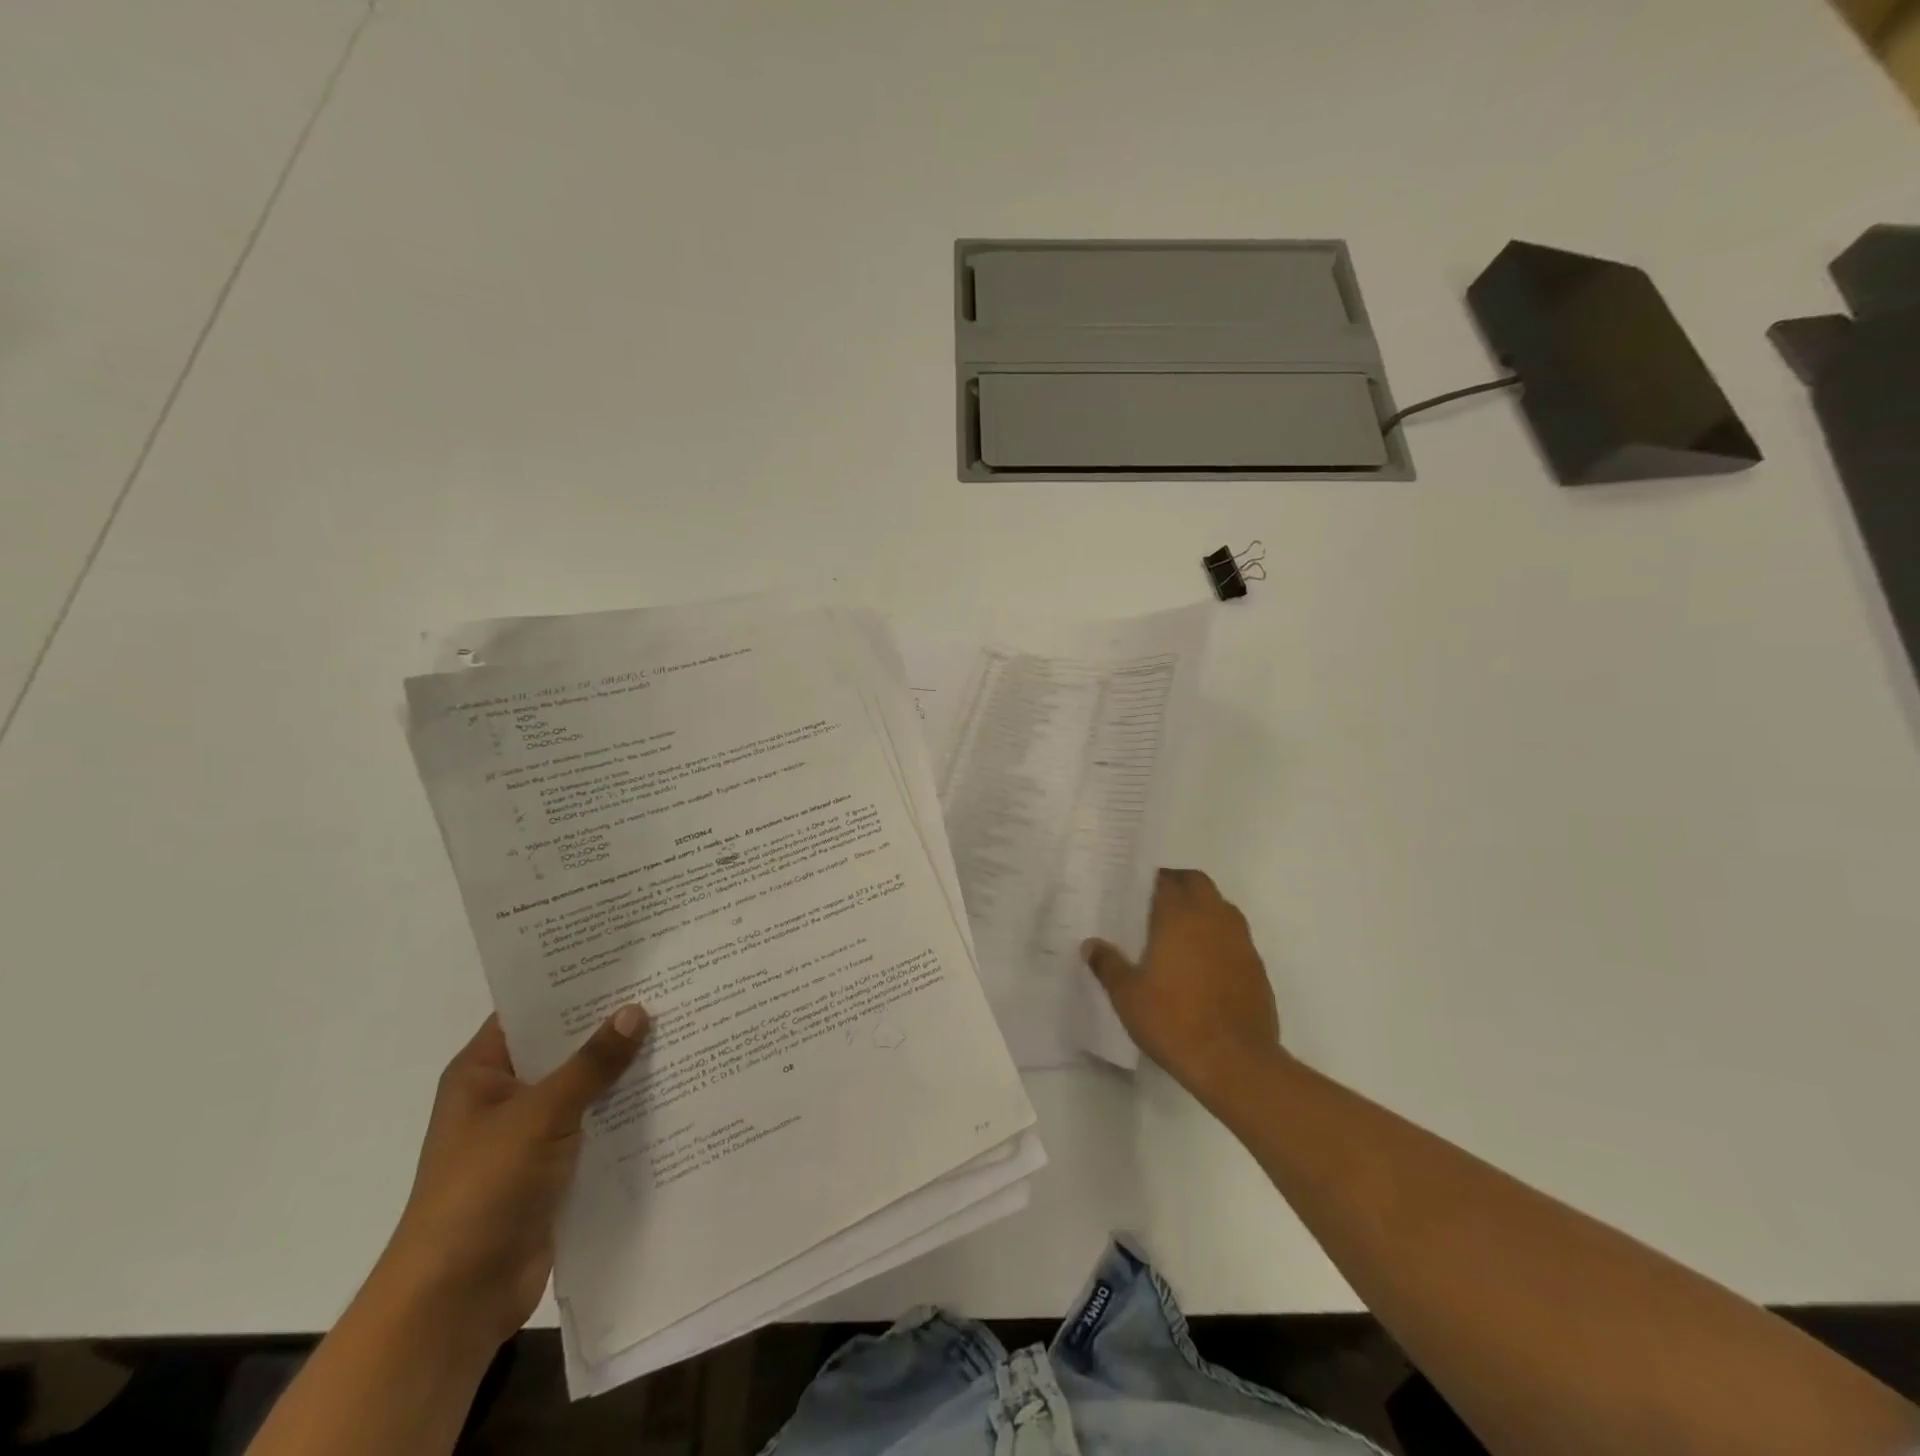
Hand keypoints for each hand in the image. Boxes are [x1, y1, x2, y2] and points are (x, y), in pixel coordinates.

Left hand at [375, 1007, 649, 1347]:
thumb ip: (592, 1063)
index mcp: (483, 1072)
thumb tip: (637, 1009)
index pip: (532, 1010)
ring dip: (624, 1068)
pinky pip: (597, 1124)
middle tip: (667, 988)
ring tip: (681, 1028)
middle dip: (611, 1024)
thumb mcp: (540, 1115)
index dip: (574, 984)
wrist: (456, 1300)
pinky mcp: (555, 1167)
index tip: (628, 960)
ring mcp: (531, 1133)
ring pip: (586, 1086)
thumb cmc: (482, 1191)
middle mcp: (506, 1095)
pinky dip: (626, 1109)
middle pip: (564, 1046)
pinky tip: (671, 1087)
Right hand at [1082, 869, 1282, 1109]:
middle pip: (1199, 883)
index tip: (1139, 891)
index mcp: (1179, 916)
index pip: (1168, 880)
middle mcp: (1213, 918)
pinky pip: (1236, 938)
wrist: (1235, 1061)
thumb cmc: (1173, 1020)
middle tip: (1158, 904)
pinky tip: (1205, 965)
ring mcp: (1240, 942)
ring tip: (1181, 932)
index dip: (1154, 880)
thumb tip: (1090, 945)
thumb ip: (1108, 965)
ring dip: (1204, 909)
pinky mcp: (1257, 968)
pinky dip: (1220, 939)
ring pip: (1222, 908)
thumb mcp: (1127, 996)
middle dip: (1181, 886)